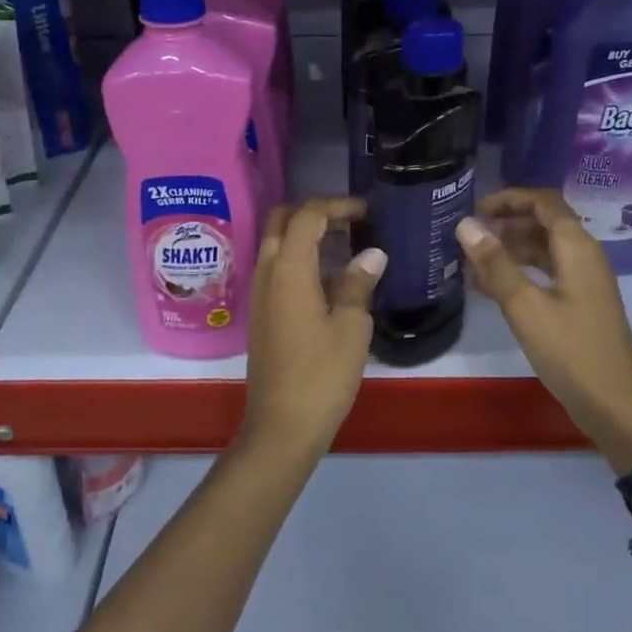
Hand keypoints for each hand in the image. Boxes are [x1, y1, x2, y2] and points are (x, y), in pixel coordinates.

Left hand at [242, 198, 385, 456]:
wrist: (281, 426)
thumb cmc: (321, 374)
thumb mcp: (351, 326)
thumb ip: (358, 283)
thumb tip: (371, 253)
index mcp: (288, 267)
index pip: (308, 214)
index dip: (337, 205)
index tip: (368, 212)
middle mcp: (266, 270)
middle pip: (282, 220)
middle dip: (315, 212)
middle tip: (352, 221)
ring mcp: (260, 292)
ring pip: (277, 243)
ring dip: (307, 235)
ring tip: (348, 245)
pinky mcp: (262, 312)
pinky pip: (277, 267)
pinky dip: (301, 259)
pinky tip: (332, 278)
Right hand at [455, 189, 631, 471]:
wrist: (614, 405)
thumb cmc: (570, 351)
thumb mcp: (525, 306)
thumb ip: (495, 263)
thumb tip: (466, 224)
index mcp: (577, 248)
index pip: (544, 202)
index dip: (509, 198)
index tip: (475, 208)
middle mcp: (584, 256)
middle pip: (544, 222)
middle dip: (506, 223)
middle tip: (469, 236)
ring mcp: (585, 281)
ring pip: (544, 249)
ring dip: (510, 249)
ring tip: (472, 260)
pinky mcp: (581, 303)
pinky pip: (547, 272)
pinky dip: (520, 271)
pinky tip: (490, 286)